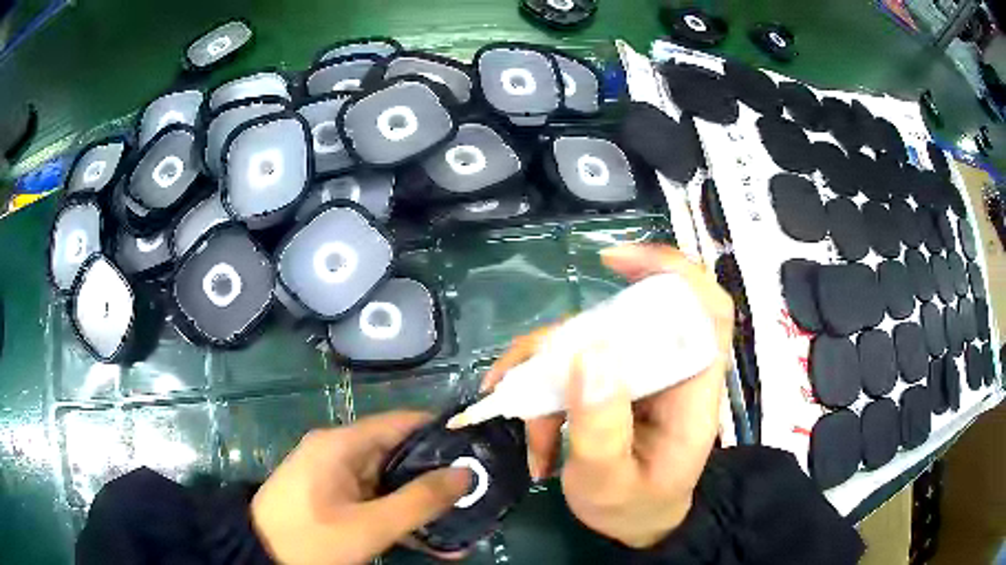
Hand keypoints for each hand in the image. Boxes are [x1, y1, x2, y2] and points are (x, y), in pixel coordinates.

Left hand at [251, 412, 471, 564]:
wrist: (259, 556)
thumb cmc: (311, 538)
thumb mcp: (369, 525)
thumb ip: (419, 501)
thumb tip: (467, 473)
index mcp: (342, 444)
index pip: (401, 423)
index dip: (441, 433)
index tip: (478, 449)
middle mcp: (340, 452)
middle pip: (399, 455)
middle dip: (438, 477)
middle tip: (478, 493)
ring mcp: (336, 477)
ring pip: (390, 483)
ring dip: (423, 504)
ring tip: (463, 522)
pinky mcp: (334, 498)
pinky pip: (375, 501)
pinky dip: (400, 517)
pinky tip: (432, 540)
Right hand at [481, 244, 734, 548]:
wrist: (638, 523)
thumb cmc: (636, 507)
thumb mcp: (609, 483)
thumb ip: (600, 428)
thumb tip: (587, 352)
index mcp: (692, 388)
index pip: (706, 307)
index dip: (670, 269)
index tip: (611, 261)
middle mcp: (668, 368)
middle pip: (627, 316)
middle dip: (570, 337)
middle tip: (525, 372)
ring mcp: (637, 373)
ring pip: (586, 339)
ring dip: (541, 374)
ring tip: (518, 420)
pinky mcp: (611, 382)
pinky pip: (570, 364)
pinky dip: (539, 390)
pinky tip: (529, 433)